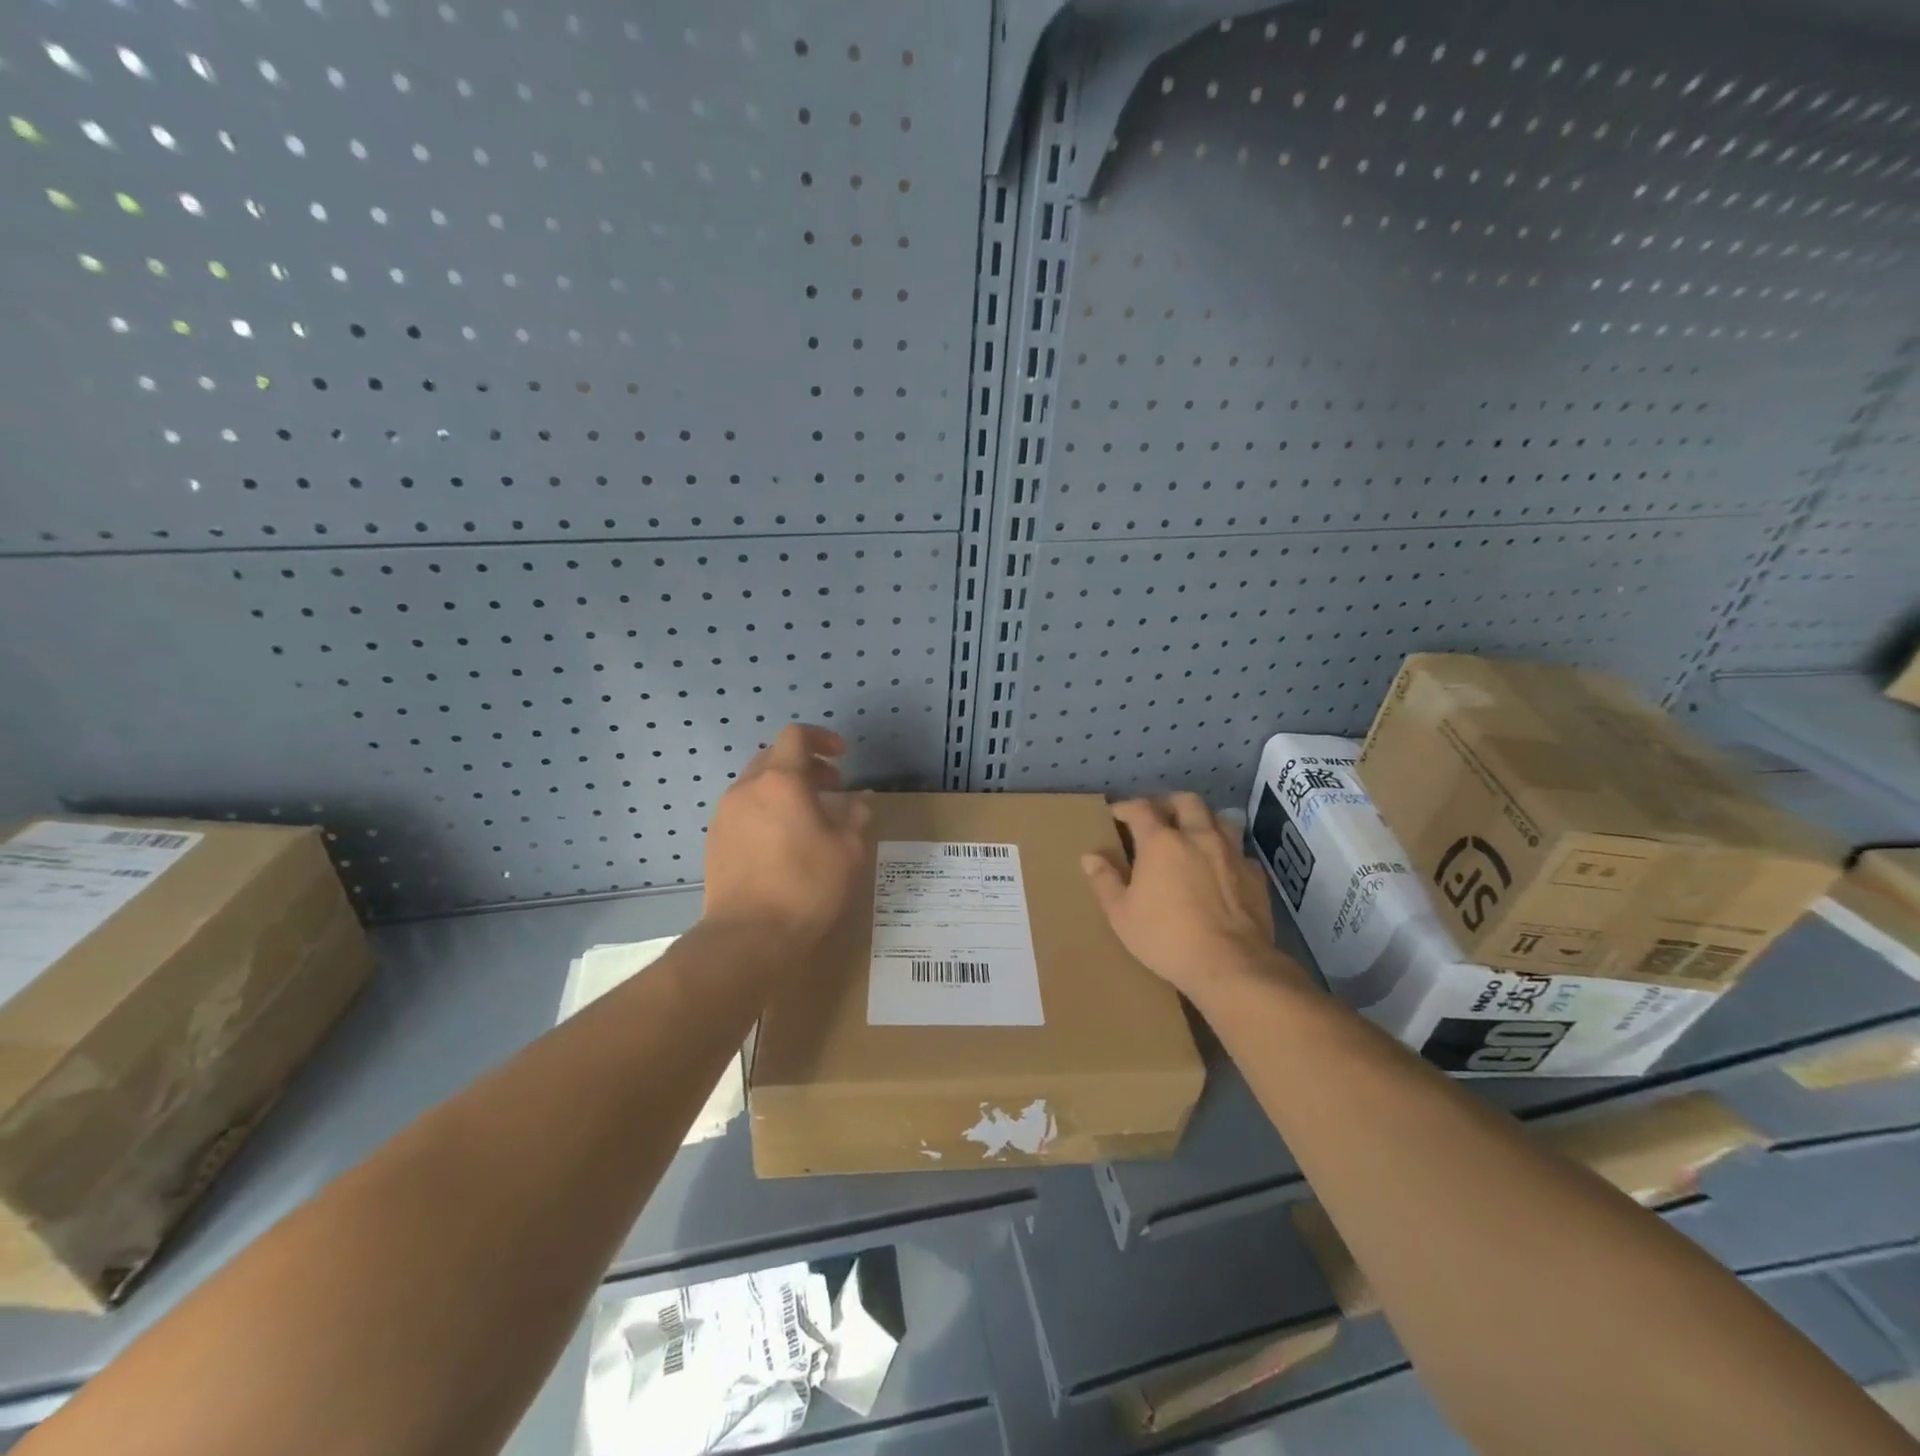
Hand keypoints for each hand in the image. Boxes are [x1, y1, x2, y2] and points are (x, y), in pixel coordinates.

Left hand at [703, 724, 871, 944]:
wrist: (748, 937)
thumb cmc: (806, 886)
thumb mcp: (849, 850)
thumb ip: (857, 815)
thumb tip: (860, 799)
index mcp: (781, 781)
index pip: (796, 736)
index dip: (822, 738)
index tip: (842, 756)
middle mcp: (747, 789)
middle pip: (774, 757)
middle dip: (805, 765)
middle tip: (832, 788)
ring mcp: (725, 815)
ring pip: (756, 784)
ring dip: (784, 789)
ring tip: (809, 817)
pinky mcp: (714, 841)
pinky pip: (744, 810)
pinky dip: (766, 810)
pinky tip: (783, 842)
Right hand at [1082, 794, 1300, 998]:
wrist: (1230, 964)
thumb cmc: (1166, 937)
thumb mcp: (1121, 915)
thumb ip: (1105, 881)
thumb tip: (1090, 857)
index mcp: (1161, 842)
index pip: (1141, 808)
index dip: (1126, 807)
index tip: (1116, 814)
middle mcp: (1199, 836)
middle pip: (1186, 801)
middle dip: (1168, 803)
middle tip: (1156, 815)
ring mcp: (1231, 853)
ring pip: (1219, 819)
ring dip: (1202, 820)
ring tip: (1192, 834)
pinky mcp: (1255, 875)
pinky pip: (1240, 851)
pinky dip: (1226, 852)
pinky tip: (1221, 867)